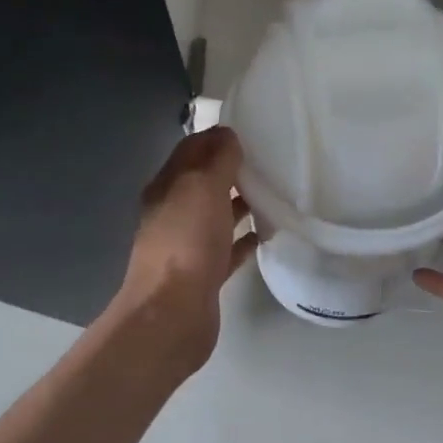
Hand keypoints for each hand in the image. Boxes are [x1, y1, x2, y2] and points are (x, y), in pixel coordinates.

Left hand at [117, 127, 256, 367]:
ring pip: (217, 215)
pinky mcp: (205, 274)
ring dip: (241, 203)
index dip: (216, 136)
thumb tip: (228, 135)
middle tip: (270, 160)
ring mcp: (189, 245)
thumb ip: (218, 160)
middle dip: (233, 169)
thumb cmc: (186, 242)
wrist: (173, 313)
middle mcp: (174, 213)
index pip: (190, 150)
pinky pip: (229, 248)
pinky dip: (246, 238)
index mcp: (167, 187)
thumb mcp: (203, 188)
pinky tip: (269, 232)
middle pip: (205, 183)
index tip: (251, 129)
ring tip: (276, 192)